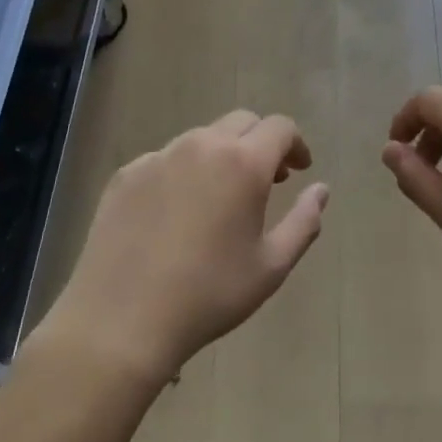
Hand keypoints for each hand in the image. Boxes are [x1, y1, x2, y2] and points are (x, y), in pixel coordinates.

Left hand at [37, 111, 328, 387]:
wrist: (121, 320)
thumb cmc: (209, 295)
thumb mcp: (272, 266)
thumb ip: (304, 221)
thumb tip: (321, 189)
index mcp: (243, 163)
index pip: (280, 127)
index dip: (296, 144)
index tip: (299, 170)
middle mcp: (201, 146)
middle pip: (241, 121)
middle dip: (260, 142)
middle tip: (268, 181)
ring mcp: (158, 156)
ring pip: (201, 138)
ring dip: (222, 155)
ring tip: (221, 198)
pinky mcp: (126, 175)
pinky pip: (165, 159)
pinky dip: (183, 172)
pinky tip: (176, 213)